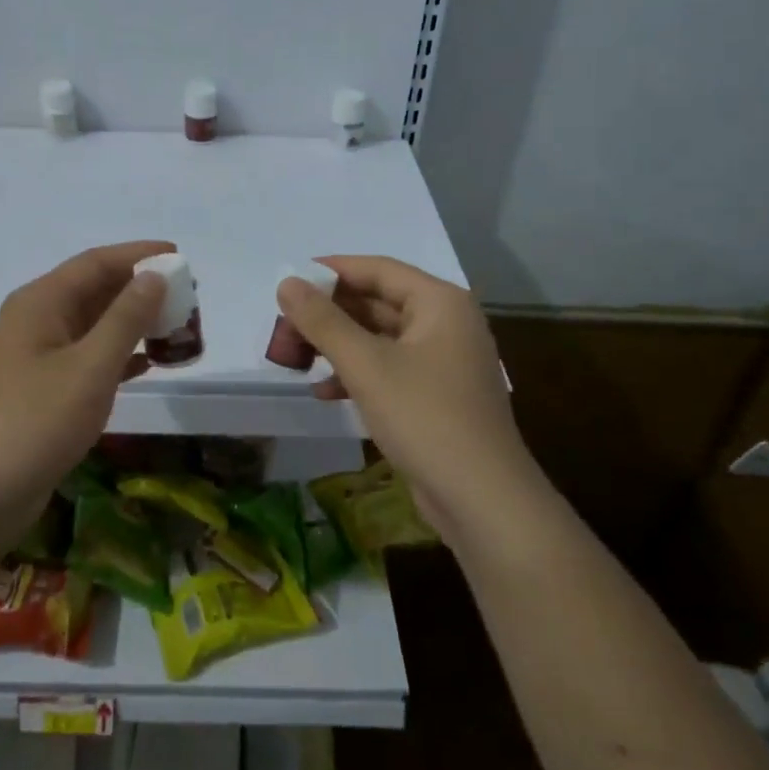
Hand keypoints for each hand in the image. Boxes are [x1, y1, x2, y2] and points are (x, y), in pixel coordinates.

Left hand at [0, 240, 170, 543]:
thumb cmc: (36, 422)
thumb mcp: (90, 366)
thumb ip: (126, 318)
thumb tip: (154, 275)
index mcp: (41, 302)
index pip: (96, 263)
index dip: (139, 255)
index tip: (181, 257)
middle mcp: (36, 320)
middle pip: (95, 290)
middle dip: (141, 290)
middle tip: (187, 298)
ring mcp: (36, 356)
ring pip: (93, 325)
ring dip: (133, 324)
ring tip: (176, 328)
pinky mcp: (42, 389)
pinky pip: (87, 357)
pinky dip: (118, 355)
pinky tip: (148, 363)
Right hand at [276, 256, 543, 538]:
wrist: (483, 500)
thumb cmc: (425, 417)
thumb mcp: (366, 365)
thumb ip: (323, 321)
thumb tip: (287, 283)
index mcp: (440, 302)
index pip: (378, 269)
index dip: (332, 270)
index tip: (290, 278)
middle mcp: (447, 323)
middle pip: (379, 302)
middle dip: (331, 313)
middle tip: (286, 323)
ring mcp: (445, 362)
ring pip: (382, 338)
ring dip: (340, 345)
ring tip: (296, 355)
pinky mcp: (438, 396)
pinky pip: (391, 369)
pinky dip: (359, 374)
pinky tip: (324, 391)